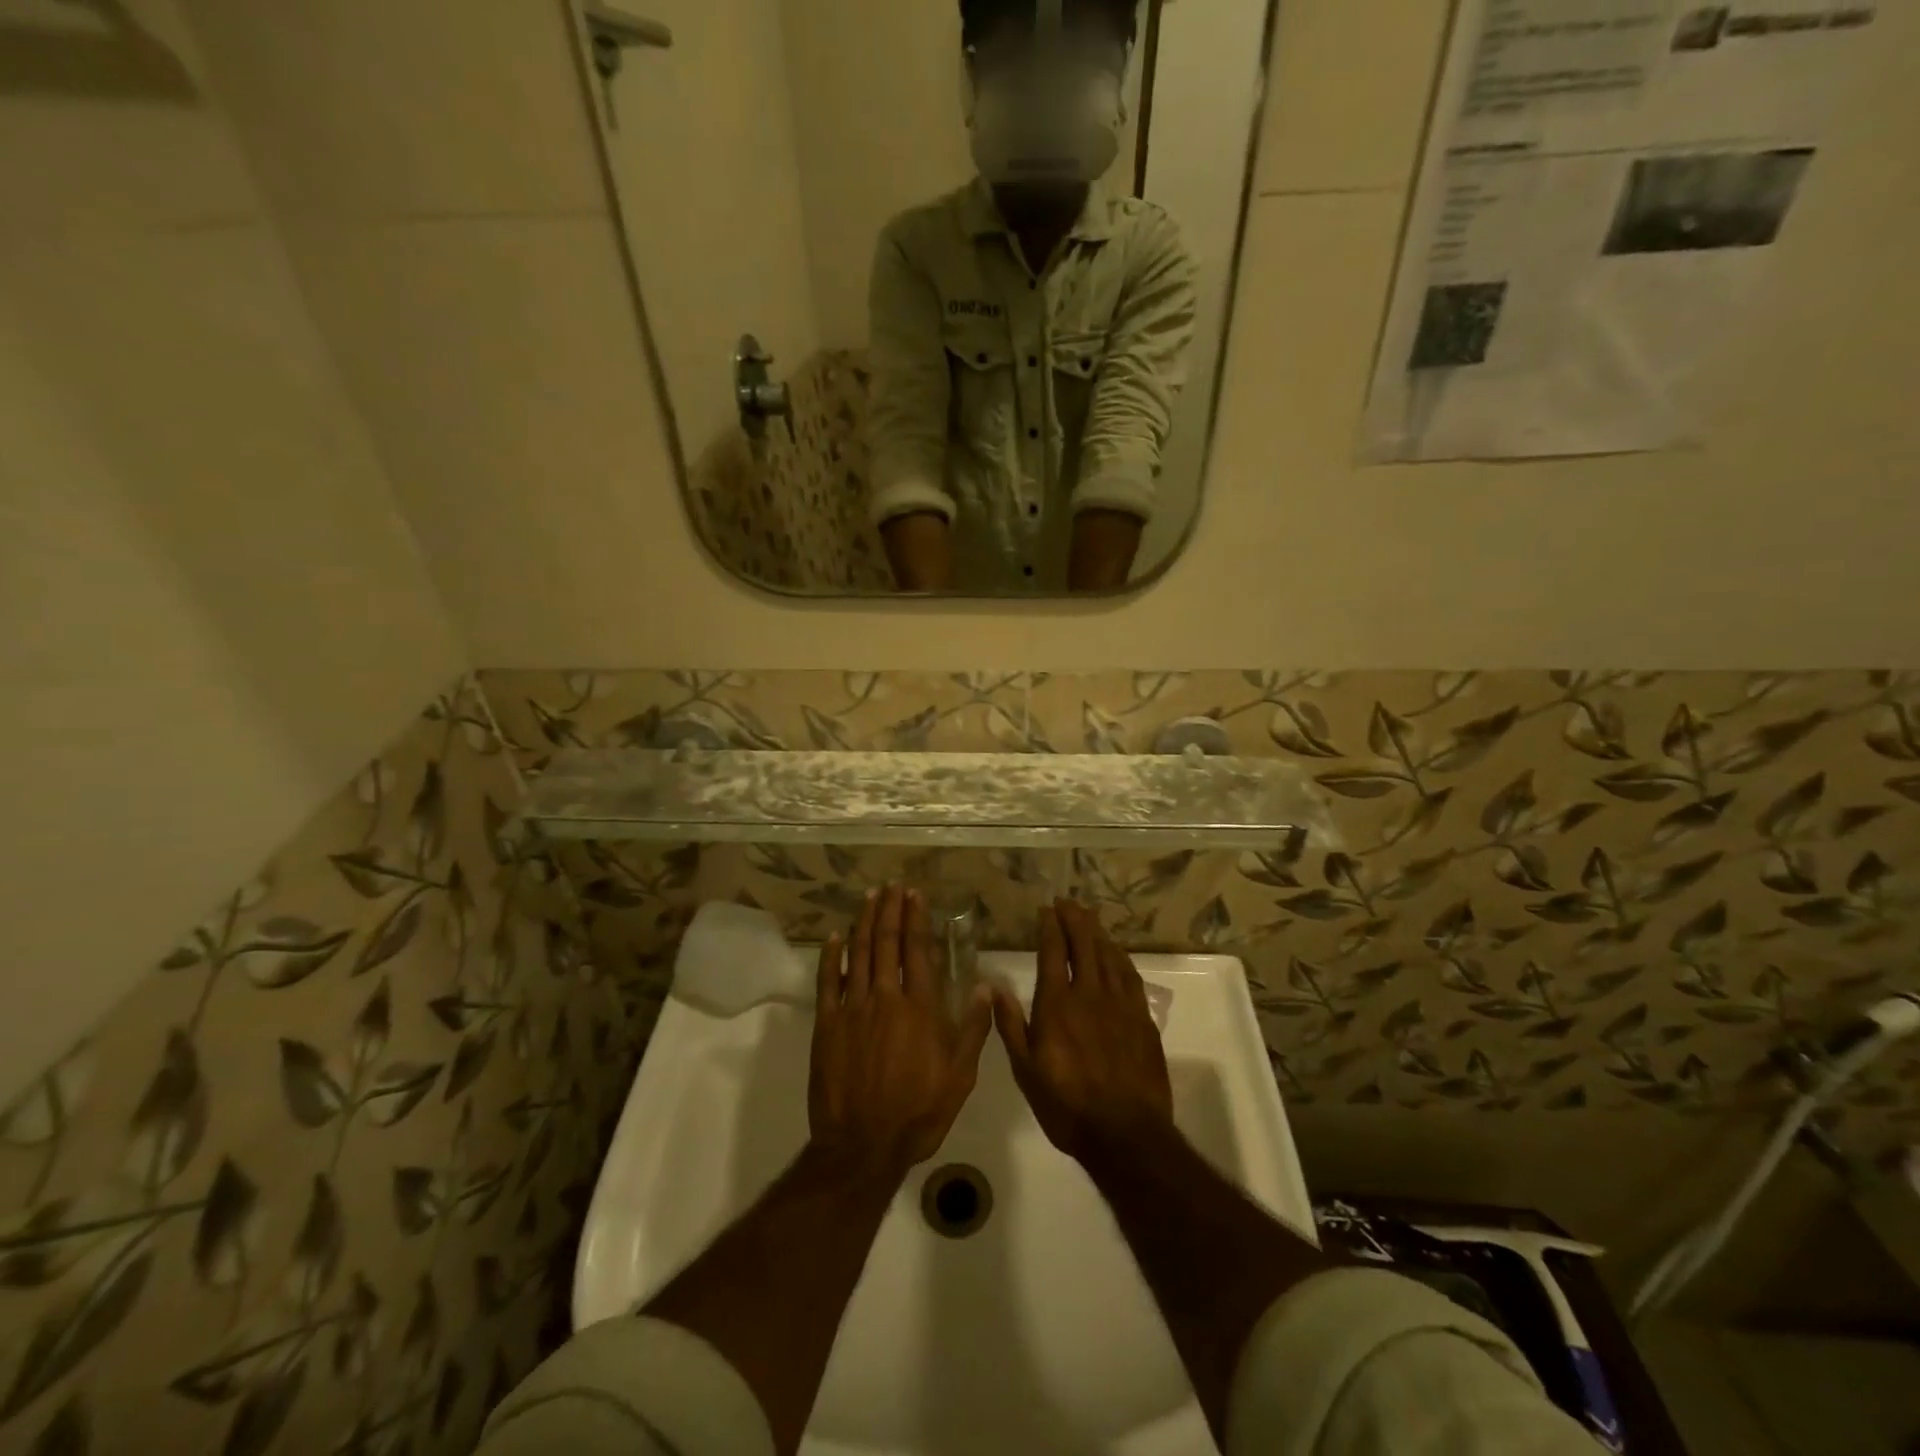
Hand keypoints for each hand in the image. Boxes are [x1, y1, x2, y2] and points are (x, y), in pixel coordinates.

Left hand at [809, 885, 992, 1183]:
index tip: (914, 894)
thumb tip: (986, 985)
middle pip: (887, 943)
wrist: (863, 1145)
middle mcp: (885, 997)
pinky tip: (835, 937)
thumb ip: (973, 1028)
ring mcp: (852, 1009)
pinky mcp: (827, 1025)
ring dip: (865, 922)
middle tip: (891, 886)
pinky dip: (831, 956)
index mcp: (919, 1007)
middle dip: (889, 910)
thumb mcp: (960, 1076)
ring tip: (870, 897)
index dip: (915, 918)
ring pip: (859, 954)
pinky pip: (828, 981)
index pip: (917, 950)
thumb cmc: (918, 1112)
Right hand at [993, 900, 1173, 1165]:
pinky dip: (1121, 957)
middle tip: (1067, 902)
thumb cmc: (1067, 1105)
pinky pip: (1131, 976)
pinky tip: (1117, 953)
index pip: (1054, 952)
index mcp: (1057, 1004)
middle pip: (1085, 944)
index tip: (1046, 909)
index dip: (1050, 927)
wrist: (1125, 1133)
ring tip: (1089, 917)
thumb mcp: (1025, 1070)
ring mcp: (1120, 1004)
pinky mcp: (1142, 1019)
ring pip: (1109, 955)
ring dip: (1098, 932)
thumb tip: (995, 987)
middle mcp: (1090, 994)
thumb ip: (1011, 1025)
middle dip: (1075, 919)